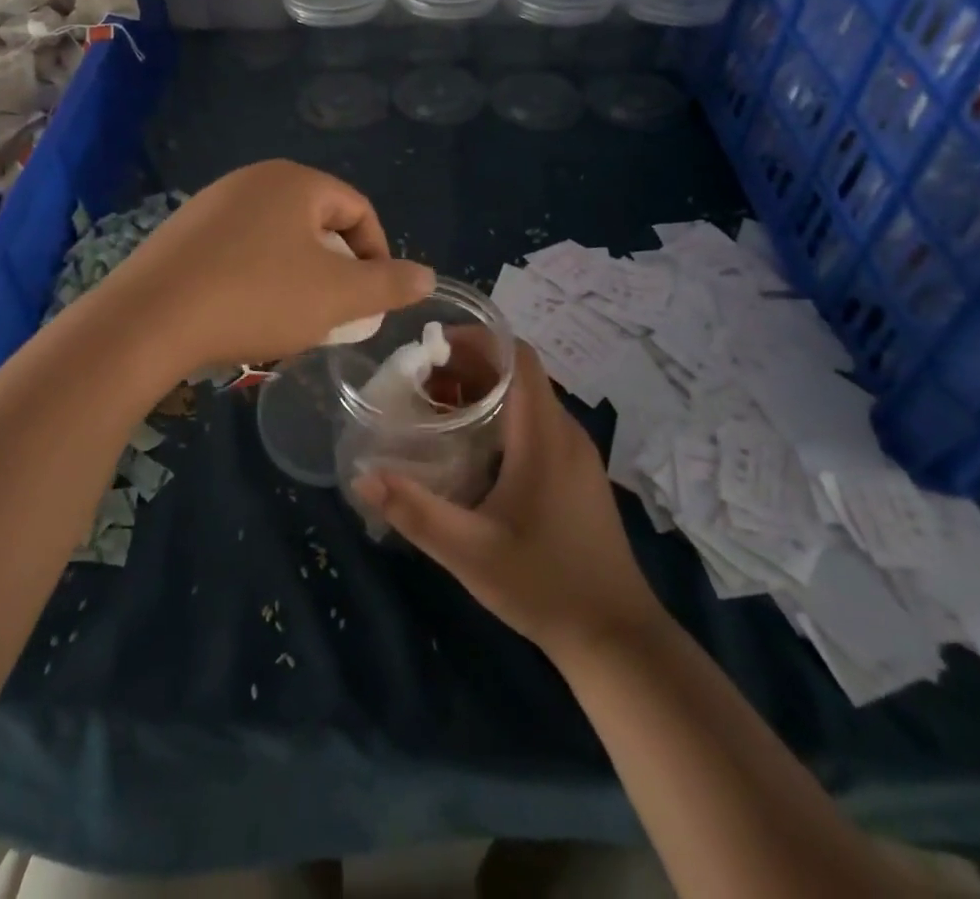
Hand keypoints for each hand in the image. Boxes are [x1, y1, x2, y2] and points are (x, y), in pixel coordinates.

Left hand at [96, 161, 433, 370]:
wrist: (150, 319)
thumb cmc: (257, 297)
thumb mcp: (338, 296)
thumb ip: (390, 284)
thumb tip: (427, 276)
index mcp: (294, 181)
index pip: (357, 209)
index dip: (376, 254)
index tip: (373, 299)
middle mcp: (252, 179)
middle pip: (316, 223)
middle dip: (334, 269)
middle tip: (334, 313)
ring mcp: (211, 203)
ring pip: (276, 239)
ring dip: (296, 277)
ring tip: (292, 320)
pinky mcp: (181, 233)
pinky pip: (238, 250)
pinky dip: (256, 278)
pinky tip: (246, 314)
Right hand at [353, 341, 665, 660]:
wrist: (617, 638)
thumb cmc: (544, 584)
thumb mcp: (469, 552)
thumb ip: (414, 510)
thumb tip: (362, 477)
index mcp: (544, 435)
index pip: (518, 357)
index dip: (477, 340)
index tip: (432, 346)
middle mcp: (565, 433)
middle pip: (519, 374)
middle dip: (469, 366)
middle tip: (421, 380)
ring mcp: (576, 454)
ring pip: (528, 399)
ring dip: (484, 391)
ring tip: (437, 407)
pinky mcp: (578, 475)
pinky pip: (537, 424)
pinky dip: (502, 416)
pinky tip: (471, 447)